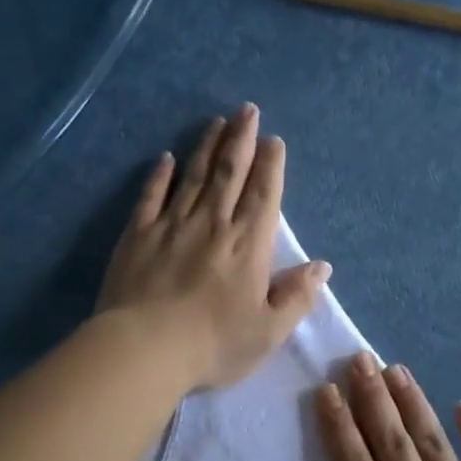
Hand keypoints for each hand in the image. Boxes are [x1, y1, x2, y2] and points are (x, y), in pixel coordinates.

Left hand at [98, 104, 331, 390]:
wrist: (144, 349)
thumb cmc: (212, 344)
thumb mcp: (268, 331)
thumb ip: (296, 297)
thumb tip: (322, 267)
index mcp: (247, 245)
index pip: (263, 195)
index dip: (270, 165)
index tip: (273, 140)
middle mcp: (212, 224)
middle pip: (229, 173)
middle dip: (241, 139)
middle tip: (247, 110)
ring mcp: (172, 225)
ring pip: (193, 176)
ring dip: (206, 146)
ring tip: (216, 122)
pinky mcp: (137, 235)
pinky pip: (151, 196)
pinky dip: (159, 175)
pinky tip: (165, 158)